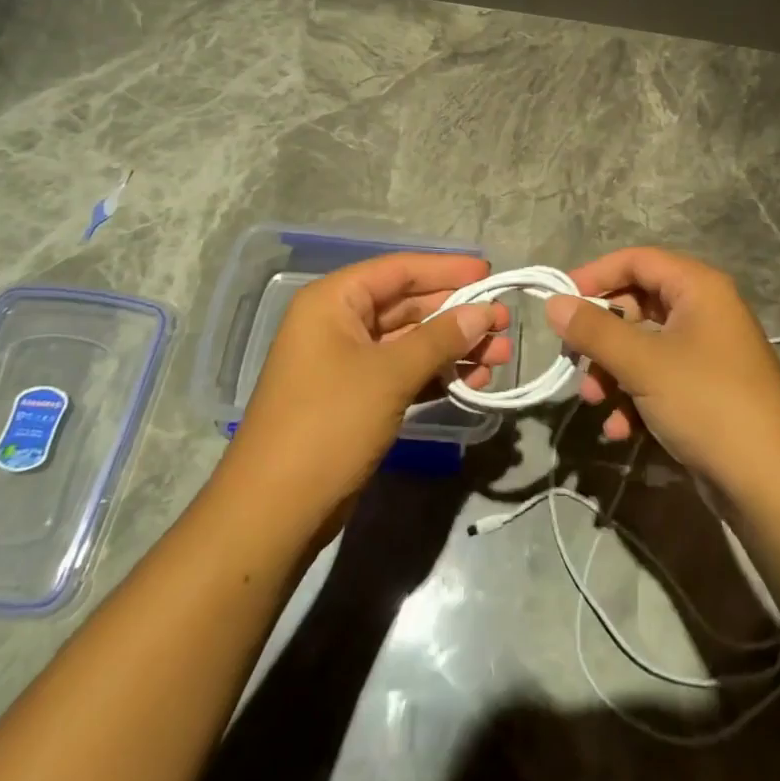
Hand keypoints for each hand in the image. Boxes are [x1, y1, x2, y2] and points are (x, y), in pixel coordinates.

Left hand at [228, 253, 510, 526]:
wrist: (275, 511)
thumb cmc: (328, 424)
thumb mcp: (390, 375)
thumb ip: (440, 338)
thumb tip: (485, 312)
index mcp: (333, 301)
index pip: (398, 270)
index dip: (446, 269)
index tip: (490, 274)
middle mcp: (338, 323)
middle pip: (407, 304)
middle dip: (456, 314)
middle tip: (504, 323)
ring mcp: (346, 362)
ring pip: (410, 341)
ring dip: (453, 347)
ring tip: (499, 357)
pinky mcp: (356, 397)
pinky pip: (403, 371)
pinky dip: (436, 374)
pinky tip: (473, 381)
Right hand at [544, 247, 779, 494]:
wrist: (774, 485)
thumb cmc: (707, 403)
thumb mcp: (642, 363)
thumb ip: (594, 329)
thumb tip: (552, 303)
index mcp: (698, 288)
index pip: (636, 260)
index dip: (594, 275)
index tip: (559, 303)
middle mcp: (704, 311)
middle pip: (636, 305)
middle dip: (601, 336)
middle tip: (573, 361)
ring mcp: (706, 353)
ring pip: (642, 347)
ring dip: (612, 373)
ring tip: (596, 403)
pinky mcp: (705, 391)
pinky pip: (658, 379)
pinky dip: (634, 399)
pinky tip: (621, 431)